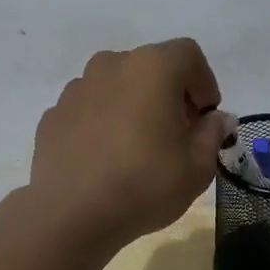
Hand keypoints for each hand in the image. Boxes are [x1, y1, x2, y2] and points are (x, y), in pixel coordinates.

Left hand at [28, 38, 227, 253]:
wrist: (70, 215)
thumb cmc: (144, 184)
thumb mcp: (197, 167)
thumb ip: (212, 134)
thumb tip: (215, 119)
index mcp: (152, 67)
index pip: (188, 55)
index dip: (204, 82)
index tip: (205, 117)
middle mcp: (111, 65)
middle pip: (150, 68)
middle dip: (169, 94)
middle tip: (177, 133)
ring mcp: (77, 88)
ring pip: (117, 86)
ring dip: (133, 106)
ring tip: (138, 147)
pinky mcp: (53, 114)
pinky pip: (89, 109)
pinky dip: (103, 123)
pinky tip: (106, 158)